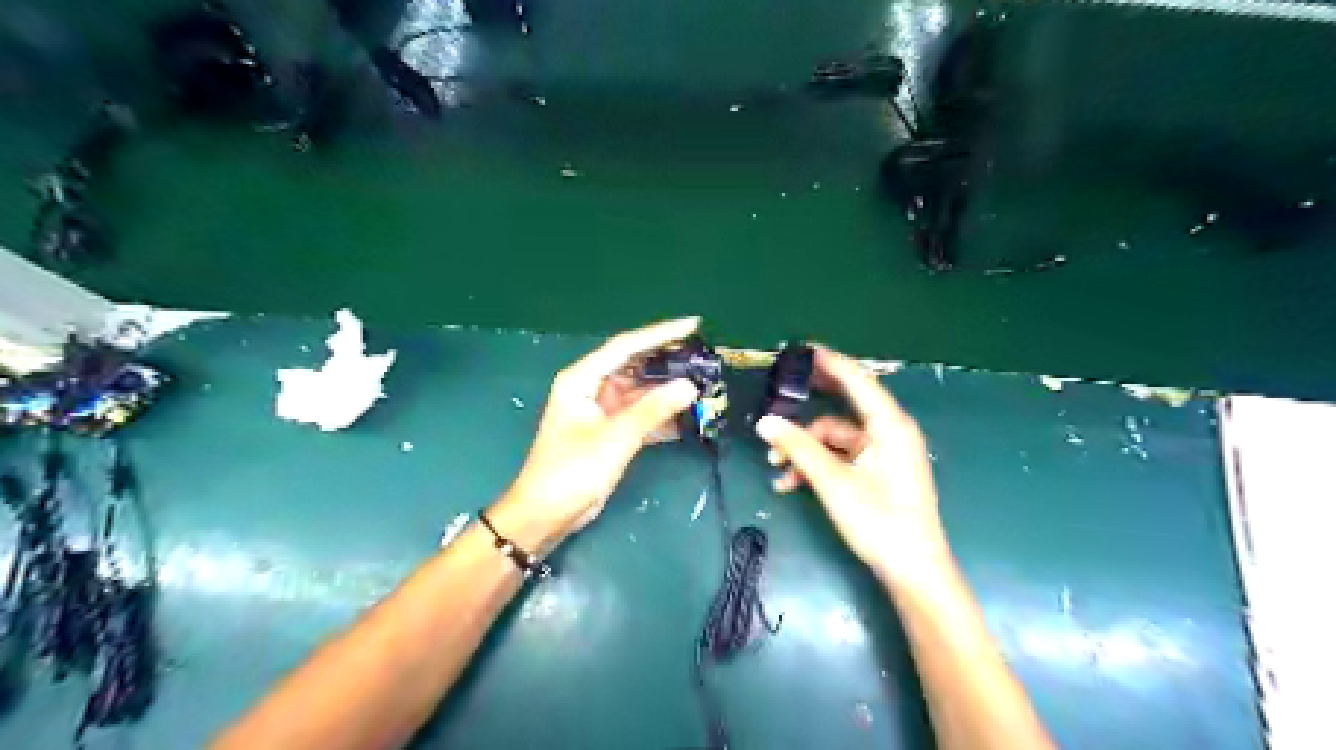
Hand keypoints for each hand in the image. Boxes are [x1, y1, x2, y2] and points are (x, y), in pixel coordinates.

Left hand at [488, 316, 699, 550]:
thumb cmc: (571, 471)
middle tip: (703, 356)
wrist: (545, 515)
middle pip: (635, 365)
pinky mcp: (609, 432)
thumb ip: (652, 410)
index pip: (626, 346)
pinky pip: (639, 414)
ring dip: (667, 390)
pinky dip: (659, 415)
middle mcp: (591, 388)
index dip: (660, 334)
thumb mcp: (614, 438)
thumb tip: (690, 386)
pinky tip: (686, 416)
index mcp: (582, 379)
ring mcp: (601, 411)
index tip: (693, 325)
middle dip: (667, 362)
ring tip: (702, 383)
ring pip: (640, 391)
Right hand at [756, 346, 955, 585]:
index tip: (804, 348)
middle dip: (811, 403)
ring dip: (805, 449)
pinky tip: (790, 484)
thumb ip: (798, 448)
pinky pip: (841, 458)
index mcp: (889, 426)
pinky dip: (817, 465)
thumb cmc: (879, 520)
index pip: (857, 381)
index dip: (830, 362)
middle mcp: (889, 433)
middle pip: (845, 406)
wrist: (913, 570)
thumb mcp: (833, 481)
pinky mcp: (878, 473)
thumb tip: (765, 421)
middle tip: (783, 390)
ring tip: (775, 467)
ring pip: (836, 438)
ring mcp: (884, 454)